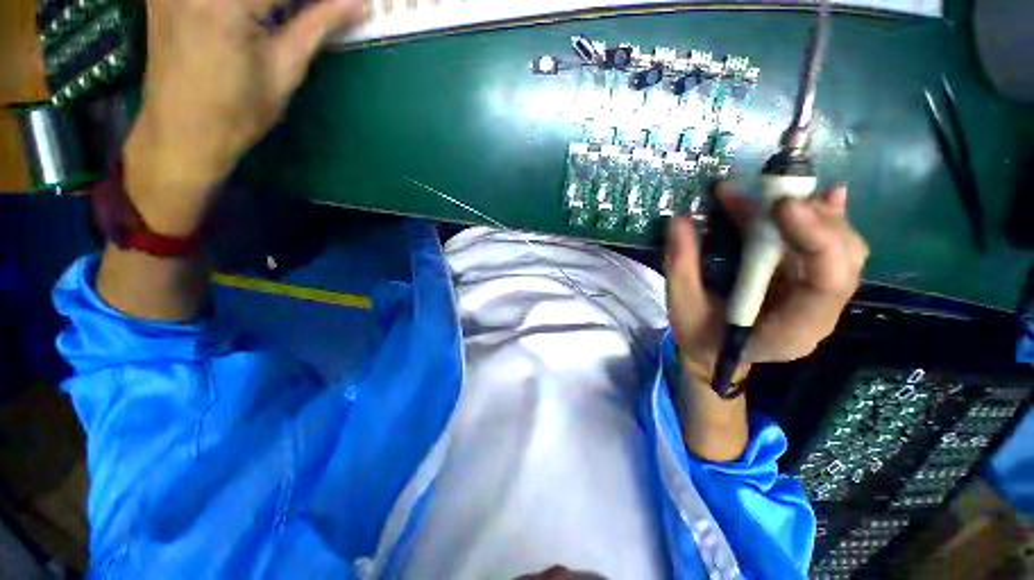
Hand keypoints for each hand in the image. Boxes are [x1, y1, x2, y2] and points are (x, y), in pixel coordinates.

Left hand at [126, 0, 368, 234]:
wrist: (180, 134)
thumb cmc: (239, 112)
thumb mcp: (285, 70)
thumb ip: (318, 26)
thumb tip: (359, 4)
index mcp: (227, 4)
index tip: (340, 5)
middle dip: (295, 2)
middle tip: (314, 13)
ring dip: (271, 6)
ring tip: (280, 20)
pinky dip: (246, 6)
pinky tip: (255, 18)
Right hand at [666, 183, 869, 388]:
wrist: (714, 353)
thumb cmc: (700, 336)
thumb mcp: (683, 307)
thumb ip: (682, 267)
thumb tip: (680, 221)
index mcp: (791, 329)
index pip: (826, 283)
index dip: (814, 239)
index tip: (782, 206)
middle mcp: (818, 312)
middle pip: (843, 260)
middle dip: (814, 220)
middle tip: (775, 194)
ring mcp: (818, 297)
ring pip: (842, 249)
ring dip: (815, 215)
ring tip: (779, 193)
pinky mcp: (808, 281)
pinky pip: (830, 249)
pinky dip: (824, 220)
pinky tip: (821, 197)